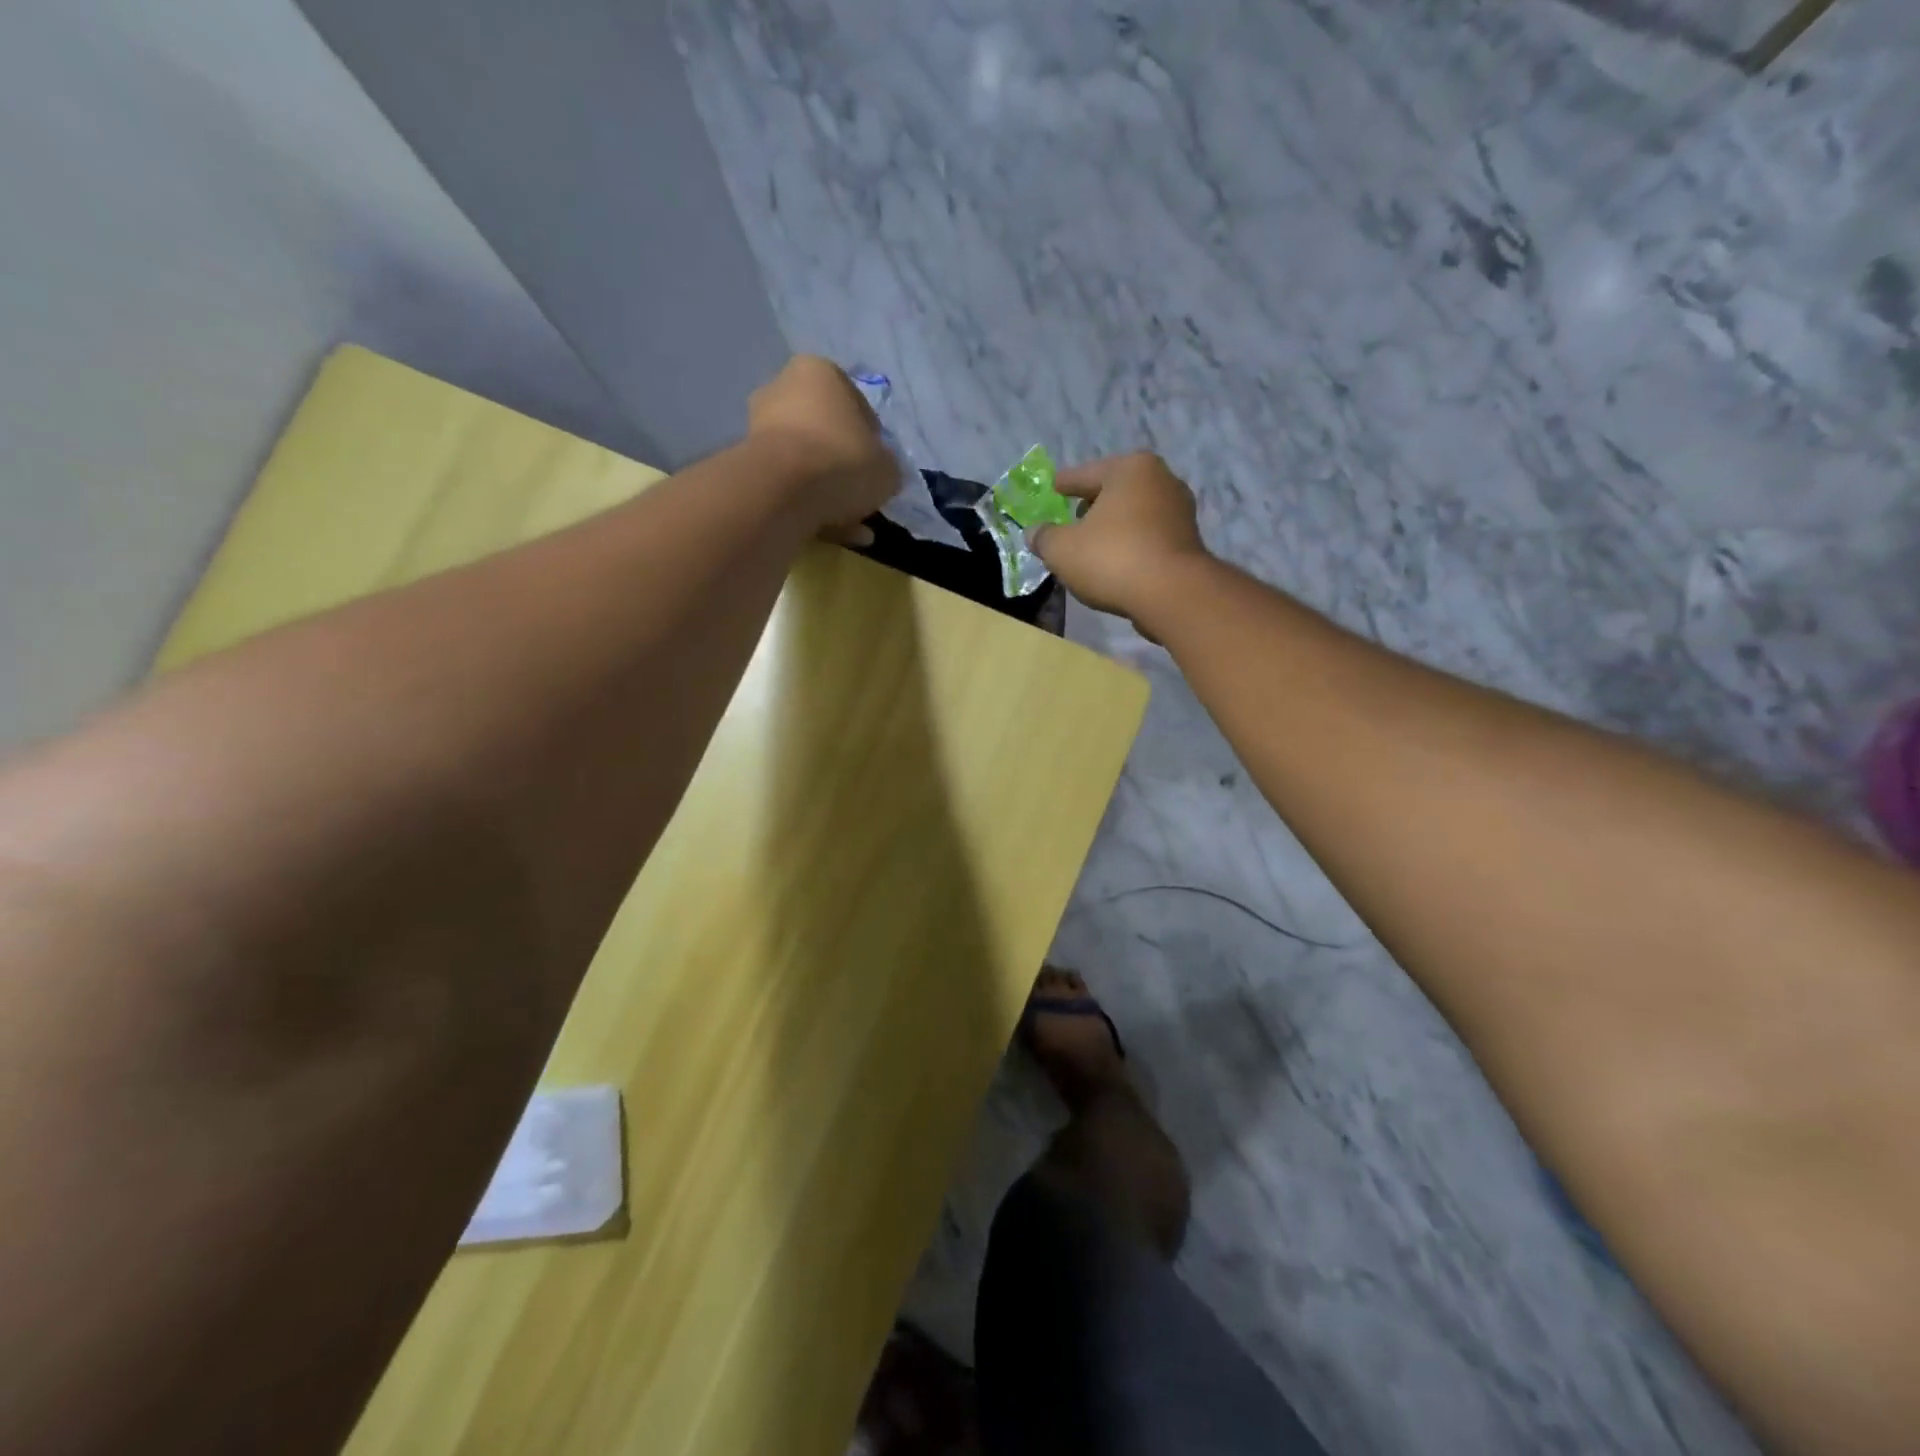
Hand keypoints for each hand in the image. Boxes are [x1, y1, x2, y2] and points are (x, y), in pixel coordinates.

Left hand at [748, 356, 899, 542]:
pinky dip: (808, 505)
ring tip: (850, 525)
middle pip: (826, 433)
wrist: (783, 490)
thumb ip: (886, 467)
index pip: (857, 407)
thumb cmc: (843, 461)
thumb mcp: (887, 468)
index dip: (873, 442)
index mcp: (820, 372)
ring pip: (806, 462)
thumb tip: (880, 475)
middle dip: (844, 466)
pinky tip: (829, 533)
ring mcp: (759, 425)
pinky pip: (788, 484)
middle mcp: (783, 388)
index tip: (878, 470)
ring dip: (828, 492)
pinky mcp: (746, 462)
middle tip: (861, 495)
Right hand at [1028, 452, 1208, 624]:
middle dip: (1093, 504)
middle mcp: (1161, 480)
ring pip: (1134, 515)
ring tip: (1092, 546)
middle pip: (1115, 491)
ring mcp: (1180, 512)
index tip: (1053, 486)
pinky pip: (1148, 537)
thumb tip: (1034, 533)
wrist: (1171, 594)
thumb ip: (1044, 537)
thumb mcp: (1062, 549)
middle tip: (1072, 519)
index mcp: (1130, 469)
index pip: (1086, 473)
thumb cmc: (1112, 558)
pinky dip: (1131, 545)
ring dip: (1114, 528)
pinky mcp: (1188, 542)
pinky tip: (1116, 563)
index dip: (1065, 483)